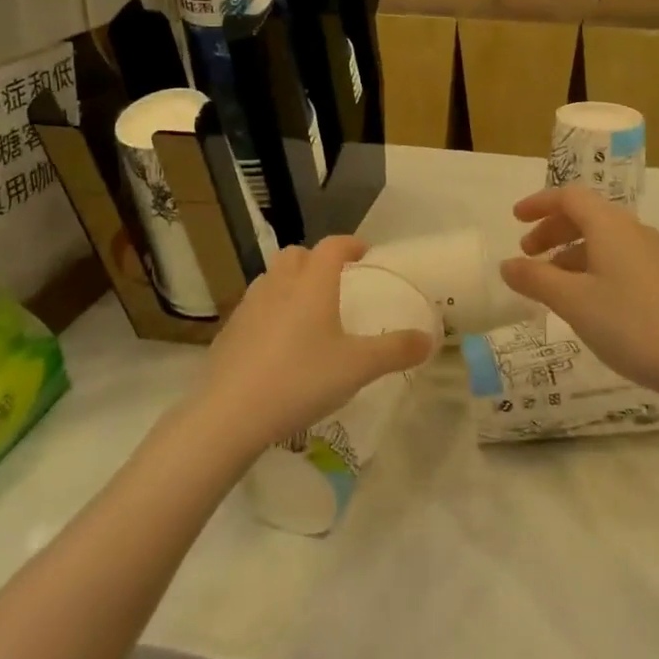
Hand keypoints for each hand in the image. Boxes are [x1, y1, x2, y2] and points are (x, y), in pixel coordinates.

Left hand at [197, 236, 435, 454]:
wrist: (231, 413)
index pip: (332, 246)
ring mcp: (249, 306)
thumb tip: (428, 338)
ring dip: (290, 284)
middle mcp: (279, 285)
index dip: (350, 245)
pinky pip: (254, 309)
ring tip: (306, 312)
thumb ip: (395, 350)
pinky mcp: (229, 332)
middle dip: (316, 261)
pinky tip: (278, 345)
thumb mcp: (358, 367)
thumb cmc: (301, 379)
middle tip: (334, 283)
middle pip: (296, 255)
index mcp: (312, 283)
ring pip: (272, 279)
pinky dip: (270, 313)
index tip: (364, 253)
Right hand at [499, 187, 658, 400]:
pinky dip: (590, 266)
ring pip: (601, 239)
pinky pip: (616, 258)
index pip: (569, 197)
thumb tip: (507, 265)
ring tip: (549, 282)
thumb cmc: (628, 322)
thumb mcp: (572, 301)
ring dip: (570, 251)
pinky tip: (583, 298)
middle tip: (527, 254)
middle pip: (586, 215)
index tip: (515, 220)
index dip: (539, 203)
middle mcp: (632, 230)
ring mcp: (650, 255)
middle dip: (552, 230)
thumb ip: (535, 279)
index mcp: (610, 225)